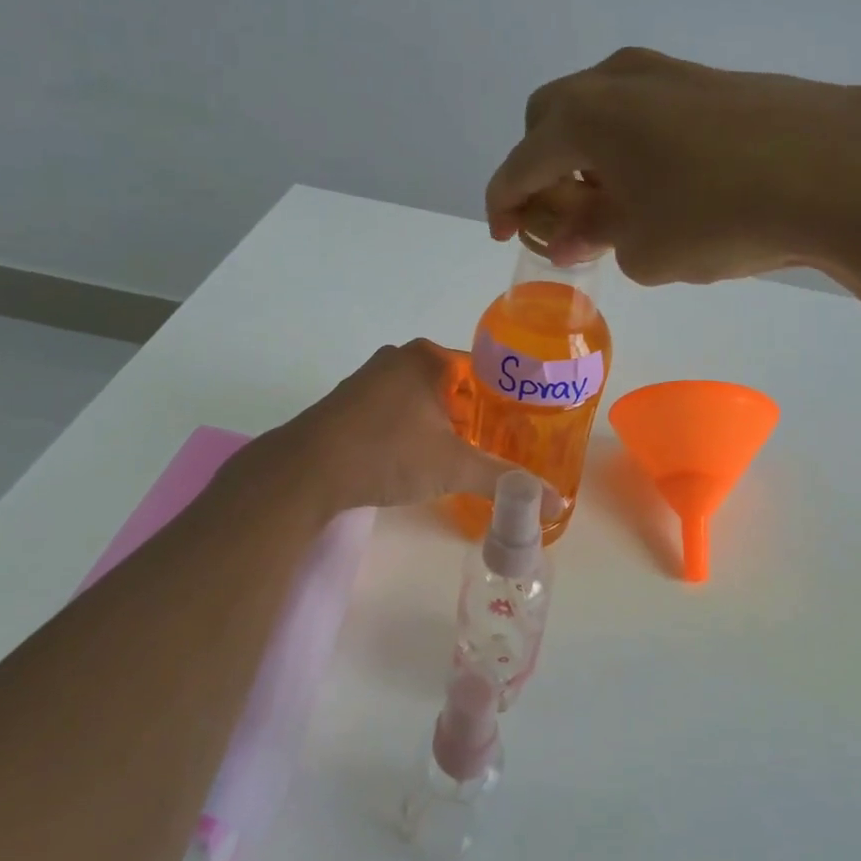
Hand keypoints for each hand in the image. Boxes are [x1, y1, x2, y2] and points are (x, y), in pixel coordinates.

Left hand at [264, 340, 534, 513]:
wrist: (306, 471)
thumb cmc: (386, 453)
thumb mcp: (452, 467)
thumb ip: (504, 480)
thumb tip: (555, 503)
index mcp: (427, 357)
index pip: (484, 370)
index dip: (506, 399)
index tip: (524, 427)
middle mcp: (399, 358)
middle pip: (455, 385)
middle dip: (476, 414)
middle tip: (500, 446)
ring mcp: (369, 379)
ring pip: (423, 398)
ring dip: (443, 423)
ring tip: (466, 455)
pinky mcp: (349, 403)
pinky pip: (397, 410)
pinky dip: (413, 429)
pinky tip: (420, 458)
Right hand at [485, 46, 860, 285]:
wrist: (840, 170)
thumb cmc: (718, 216)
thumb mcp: (641, 248)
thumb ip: (595, 237)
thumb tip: (576, 233)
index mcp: (581, 118)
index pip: (519, 165)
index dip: (504, 204)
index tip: (504, 234)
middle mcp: (614, 81)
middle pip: (550, 119)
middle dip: (543, 168)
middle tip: (564, 217)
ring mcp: (666, 72)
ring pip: (599, 110)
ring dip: (589, 155)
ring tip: (615, 205)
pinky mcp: (710, 79)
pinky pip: (644, 110)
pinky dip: (632, 145)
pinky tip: (664, 185)